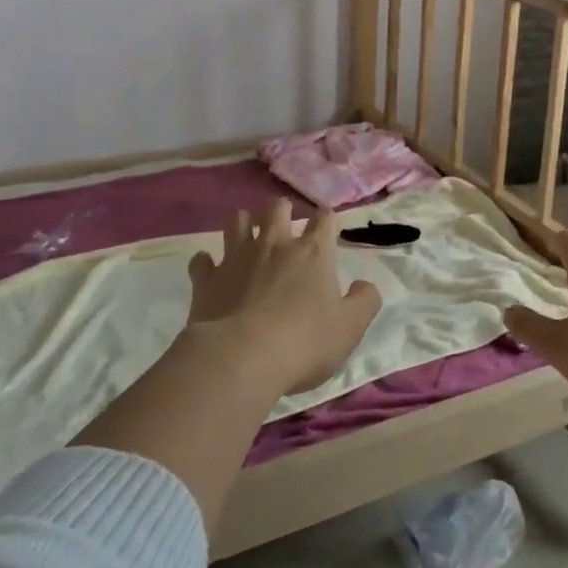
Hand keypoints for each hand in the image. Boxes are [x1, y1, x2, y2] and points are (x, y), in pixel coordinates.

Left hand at [186, 200, 382, 396]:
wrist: (241, 358)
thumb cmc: (304, 342)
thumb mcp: (350, 328)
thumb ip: (364, 302)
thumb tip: (365, 285)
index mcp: (312, 253)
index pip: (324, 219)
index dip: (327, 220)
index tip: (328, 227)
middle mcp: (274, 245)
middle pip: (277, 208)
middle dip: (283, 210)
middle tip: (286, 223)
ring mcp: (237, 258)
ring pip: (238, 222)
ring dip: (245, 224)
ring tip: (249, 235)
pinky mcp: (207, 279)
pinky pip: (202, 260)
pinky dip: (207, 262)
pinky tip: (211, 269)